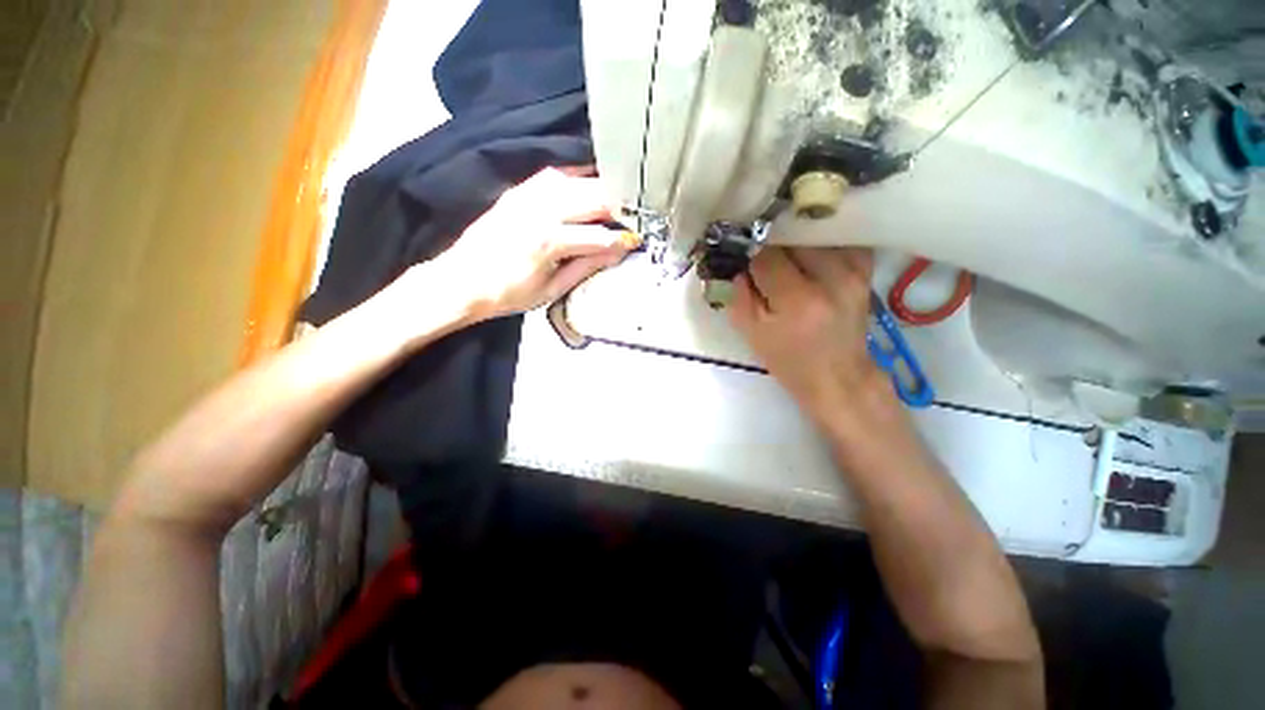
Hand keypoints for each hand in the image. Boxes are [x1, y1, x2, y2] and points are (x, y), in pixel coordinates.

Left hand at [431, 168, 639, 321]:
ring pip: (576, 181)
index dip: (622, 238)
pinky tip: (587, 183)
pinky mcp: (517, 191)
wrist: (461, 280)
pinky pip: (553, 175)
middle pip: (592, 198)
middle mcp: (541, 210)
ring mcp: (527, 195)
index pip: (599, 235)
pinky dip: (575, 177)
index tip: (638, 240)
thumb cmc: (509, 294)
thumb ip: (587, 267)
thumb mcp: (552, 289)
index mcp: (550, 241)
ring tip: (617, 200)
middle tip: (636, 214)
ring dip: (600, 188)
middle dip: (619, 205)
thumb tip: (617, 252)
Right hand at [729, 247, 889, 422]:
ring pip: (817, 235)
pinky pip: (841, 241)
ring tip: (787, 259)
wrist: (837, 376)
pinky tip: (811, 256)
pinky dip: (822, 243)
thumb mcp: (753, 334)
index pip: (767, 257)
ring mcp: (854, 272)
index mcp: (798, 300)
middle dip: (774, 248)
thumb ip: (739, 297)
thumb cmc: (789, 361)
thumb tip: (739, 267)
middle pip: (793, 239)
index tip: (747, 268)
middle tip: (765, 262)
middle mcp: (831, 279)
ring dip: (797, 244)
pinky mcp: (866, 272)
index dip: (752, 260)